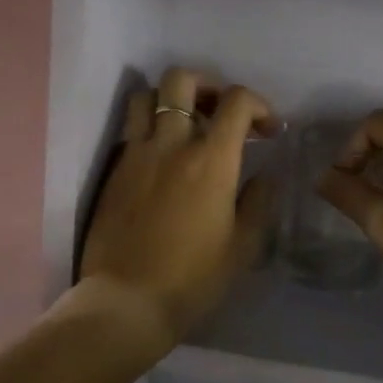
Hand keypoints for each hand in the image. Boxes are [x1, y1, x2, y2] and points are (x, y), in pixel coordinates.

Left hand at [78, 67, 279, 350]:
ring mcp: (137, 153)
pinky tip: (161, 156)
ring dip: (170, 100)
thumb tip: (263, 174)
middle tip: (220, 111)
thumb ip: (257, 201)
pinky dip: (149, 127)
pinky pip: (131, 128)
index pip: (237, 101)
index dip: (259, 104)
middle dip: (208, 85)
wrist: (127, 301)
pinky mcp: (115, 169)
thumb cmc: (192, 278)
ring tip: (185, 124)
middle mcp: (172, 143)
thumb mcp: (242, 245)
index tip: (267, 129)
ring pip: (147, 96)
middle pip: (182, 80)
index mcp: (211, 160)